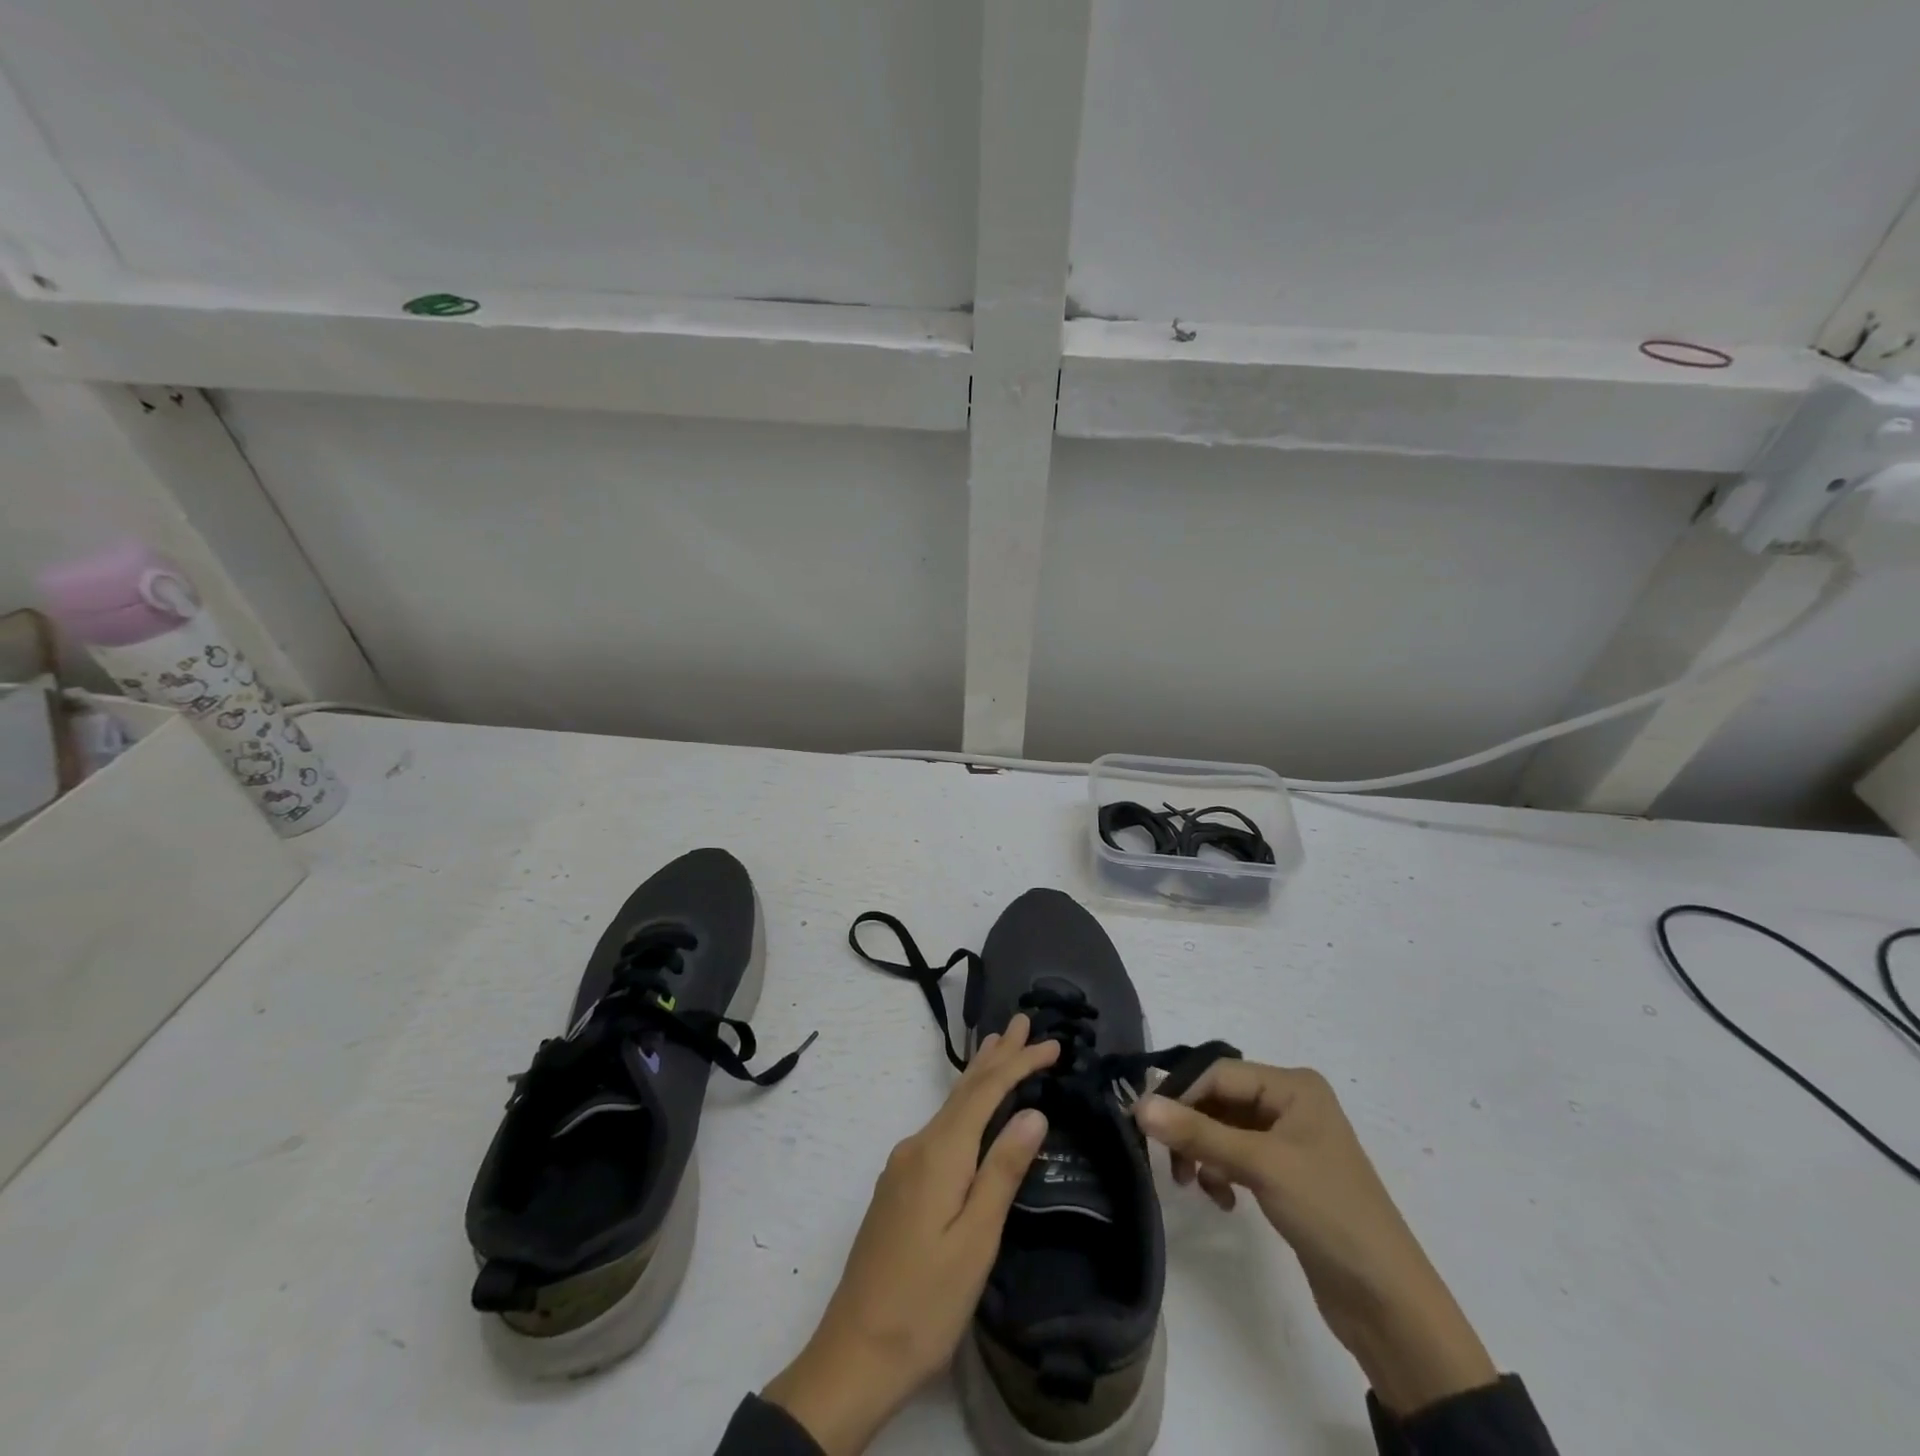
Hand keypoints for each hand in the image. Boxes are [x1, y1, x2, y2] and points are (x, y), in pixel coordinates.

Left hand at [763, 1016, 1058, 1454]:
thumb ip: (1002, 1171)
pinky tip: (970, 1108)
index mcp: (939, 1153)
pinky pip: (940, 1127)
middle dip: (996, 1055)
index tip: (1051, 1043)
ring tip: (998, 1046)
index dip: (1018, 1063)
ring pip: (950, 1106)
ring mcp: (904, 1165)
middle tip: (1022, 1022)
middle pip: (964, 1090)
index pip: (985, 1092)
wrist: (855, 1352)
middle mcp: (918, 1146)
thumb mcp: (975, 1241)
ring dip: (979, 1076)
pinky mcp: (899, 1185)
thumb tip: (1033, 1112)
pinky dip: (964, 1105)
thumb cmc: (925, 1301)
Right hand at [1135, 1061, 1496, 1416]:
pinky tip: (1223, 1200)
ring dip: (1204, 1153)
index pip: (1219, 1073)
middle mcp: (1291, 1103)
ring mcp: (1289, 1140)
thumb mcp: (1260, 1165)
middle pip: (1220, 1100)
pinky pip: (1237, 1157)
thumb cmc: (1329, 1213)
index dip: (1180, 1094)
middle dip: (1191, 1128)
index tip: (1145, 1124)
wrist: (1388, 1303)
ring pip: (1225, 1130)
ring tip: (1195, 1186)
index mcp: (1294, 1086)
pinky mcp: (1285, 1175)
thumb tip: (1139, 1106)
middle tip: (1170, 1163)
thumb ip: (1197, 1134)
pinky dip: (1221, 1173)